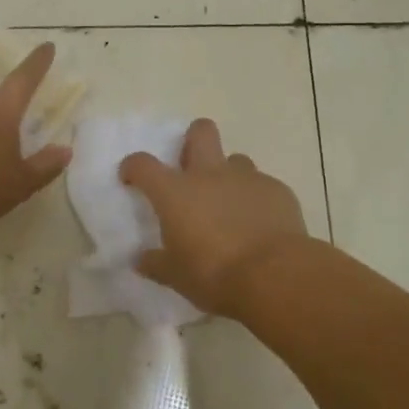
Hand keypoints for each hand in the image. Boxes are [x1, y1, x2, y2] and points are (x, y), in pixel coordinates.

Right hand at [120, 119, 307, 318]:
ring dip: (228, 175)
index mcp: (175, 192)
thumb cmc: (214, 274)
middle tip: (191, 166)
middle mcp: (210, 174)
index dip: (133, 167)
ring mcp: (247, 178)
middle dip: (193, 139)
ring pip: (236, 160)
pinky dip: (256, 199)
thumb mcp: (176, 277)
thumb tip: (141, 260)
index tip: (131, 178)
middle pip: (200, 131)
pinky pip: (262, 185)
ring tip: (230, 204)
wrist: (274, 276)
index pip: (143, 164)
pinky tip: (260, 224)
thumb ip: (156, 264)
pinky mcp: (278, 190)